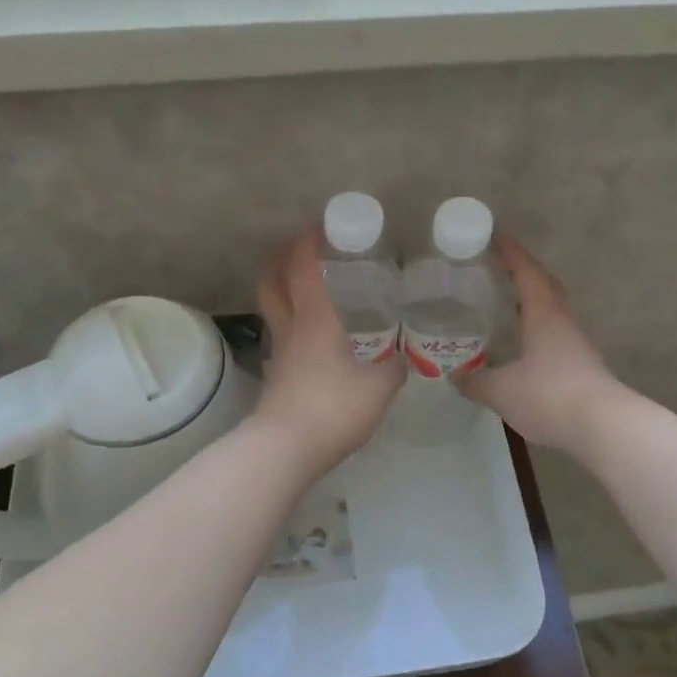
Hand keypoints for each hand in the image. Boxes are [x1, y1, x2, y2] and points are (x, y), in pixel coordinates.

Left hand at [251, 230, 405, 477]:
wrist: (284, 450)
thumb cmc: (332, 408)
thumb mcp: (379, 388)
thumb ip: (395, 368)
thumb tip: (404, 358)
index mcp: (315, 319)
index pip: (303, 268)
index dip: (307, 242)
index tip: (318, 226)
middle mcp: (291, 328)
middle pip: (272, 282)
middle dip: (282, 260)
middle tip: (303, 252)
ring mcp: (279, 353)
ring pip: (273, 309)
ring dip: (284, 290)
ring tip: (311, 289)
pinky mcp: (275, 376)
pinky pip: (282, 336)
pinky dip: (293, 324)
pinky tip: (315, 338)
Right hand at [458, 236, 628, 457]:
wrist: (603, 426)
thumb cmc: (549, 396)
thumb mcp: (501, 390)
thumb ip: (476, 381)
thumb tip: (456, 376)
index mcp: (545, 314)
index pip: (527, 273)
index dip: (511, 254)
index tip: (497, 237)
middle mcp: (564, 322)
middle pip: (546, 286)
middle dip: (525, 273)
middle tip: (501, 268)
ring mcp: (577, 344)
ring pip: (554, 311)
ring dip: (534, 302)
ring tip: (510, 304)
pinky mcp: (582, 366)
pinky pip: (556, 335)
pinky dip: (539, 329)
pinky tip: (526, 345)